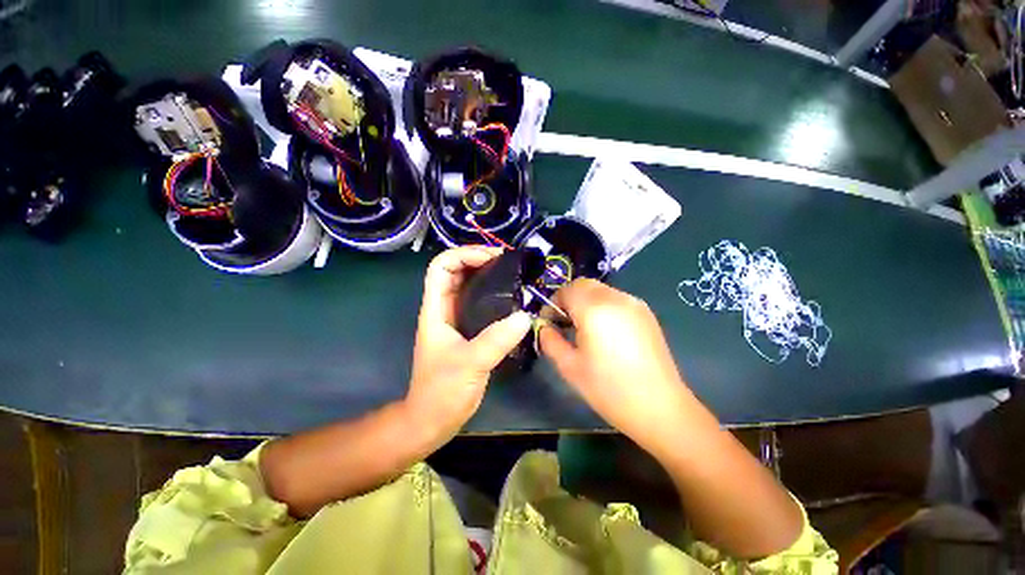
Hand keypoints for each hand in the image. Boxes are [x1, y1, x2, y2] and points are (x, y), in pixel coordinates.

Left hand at [405, 246, 532, 442]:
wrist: (434, 419)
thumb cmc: (442, 391)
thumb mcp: (469, 363)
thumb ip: (496, 340)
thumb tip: (525, 316)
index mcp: (436, 309)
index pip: (441, 267)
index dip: (463, 254)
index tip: (491, 257)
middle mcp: (446, 309)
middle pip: (457, 271)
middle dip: (480, 259)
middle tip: (509, 262)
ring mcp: (458, 319)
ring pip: (471, 286)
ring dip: (490, 275)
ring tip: (515, 275)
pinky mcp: (471, 331)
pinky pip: (483, 304)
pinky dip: (497, 295)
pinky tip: (515, 300)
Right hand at [538, 279, 688, 445]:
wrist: (660, 407)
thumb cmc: (609, 389)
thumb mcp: (569, 367)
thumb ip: (550, 341)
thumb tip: (544, 327)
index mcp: (594, 309)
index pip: (566, 290)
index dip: (553, 303)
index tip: (549, 323)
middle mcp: (615, 298)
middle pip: (584, 284)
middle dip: (569, 299)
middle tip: (565, 324)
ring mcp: (634, 304)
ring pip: (600, 290)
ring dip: (586, 301)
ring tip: (585, 329)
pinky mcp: (646, 313)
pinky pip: (616, 299)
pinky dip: (603, 306)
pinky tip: (605, 332)